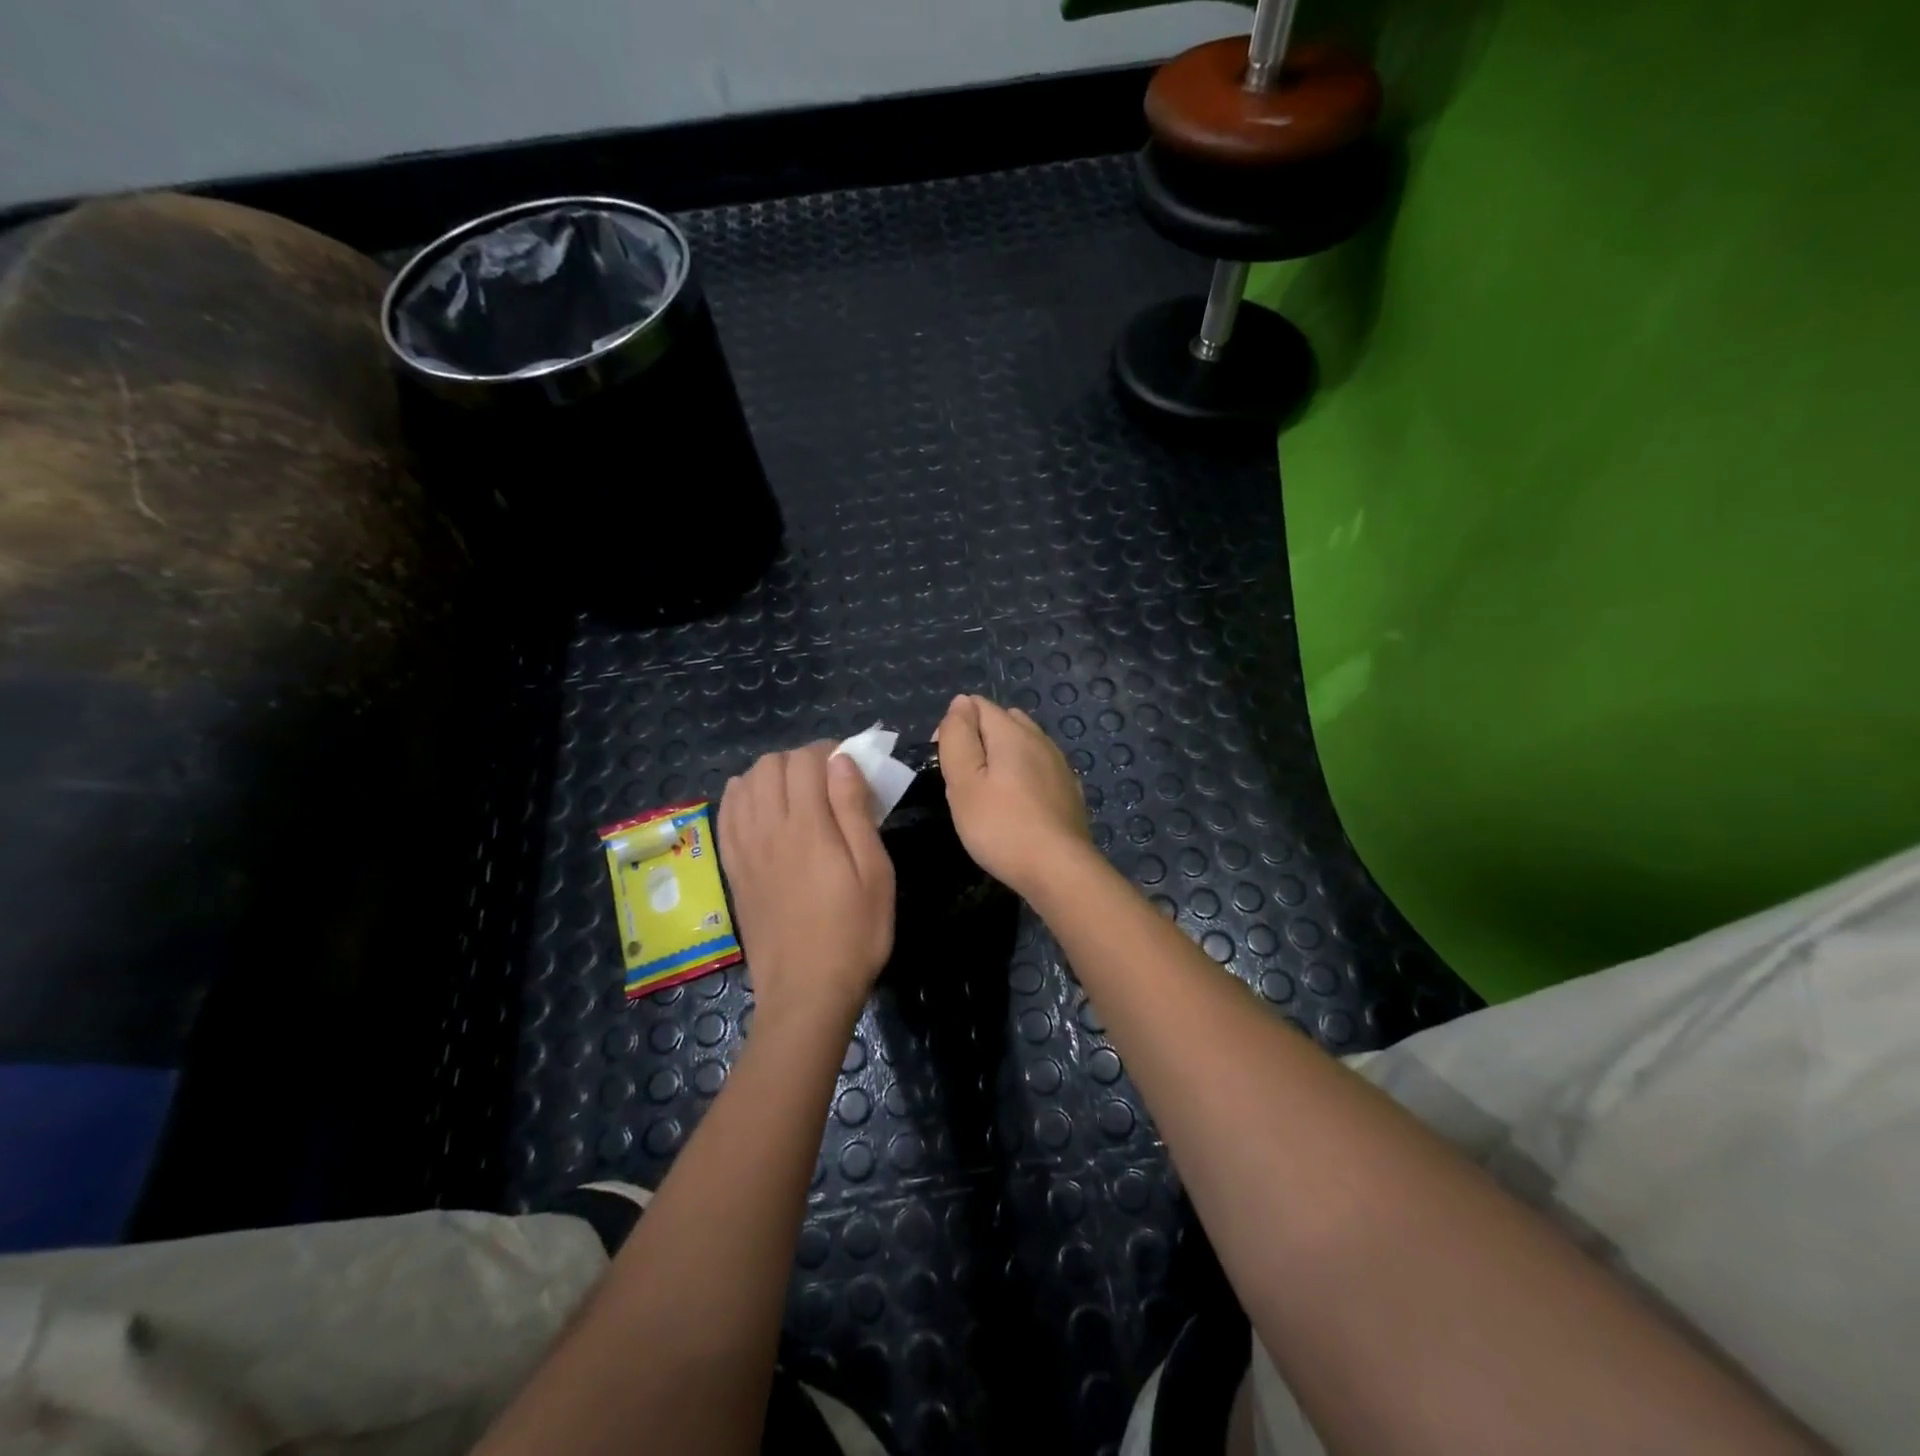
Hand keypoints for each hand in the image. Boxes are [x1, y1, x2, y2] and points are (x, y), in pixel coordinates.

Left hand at [719, 742, 895, 1032]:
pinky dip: (742, 798)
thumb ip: (855, 812)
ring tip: (797, 797)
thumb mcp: (875, 872)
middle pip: (770, 765)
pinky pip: (726, 814)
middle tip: (827, 784)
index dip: (828, 752)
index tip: (850, 768)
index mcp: (808, 827)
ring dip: (771, 777)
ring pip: (745, 784)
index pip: (804, 761)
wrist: (806, 991)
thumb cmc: (854, 932)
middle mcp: (768, 829)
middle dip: (800, 761)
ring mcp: (744, 849)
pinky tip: (762, 811)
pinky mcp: (732, 869)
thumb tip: (842, 761)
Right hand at [936, 694, 1092, 898]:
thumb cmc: (1001, 826)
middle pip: (1003, 722)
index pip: (977, 705)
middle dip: (979, 740)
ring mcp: (1059, 764)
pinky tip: (1018, 805)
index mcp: (1012, 732)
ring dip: (1003, 759)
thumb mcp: (964, 781)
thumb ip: (958, 736)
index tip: (946, 763)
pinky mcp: (1069, 790)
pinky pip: (1039, 769)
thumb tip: (961, 702)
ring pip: (1024, 745)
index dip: (954, 726)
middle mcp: (1040, 739)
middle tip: (964, 780)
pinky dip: (1024, 777)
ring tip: (988, 795)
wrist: (1059, 869)